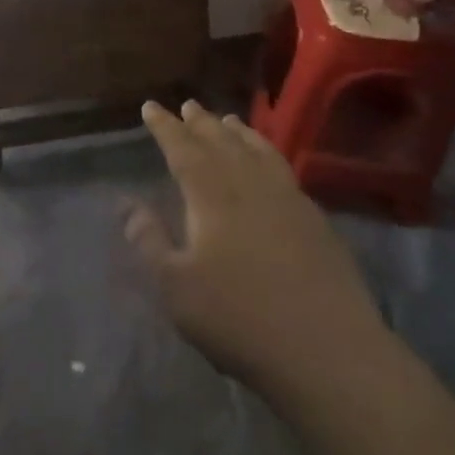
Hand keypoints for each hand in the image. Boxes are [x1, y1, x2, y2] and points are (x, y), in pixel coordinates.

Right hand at [127, 100, 389, 398]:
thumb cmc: (238, 318)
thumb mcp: (176, 286)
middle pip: (221, 142)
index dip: (165, 127)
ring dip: (239, 133)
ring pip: (258, 151)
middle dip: (200, 123)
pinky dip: (269, 154)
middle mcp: (250, 185)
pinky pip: (284, 170)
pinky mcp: (316, 221)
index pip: (182, 149)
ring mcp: (289, 200)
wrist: (327, 350)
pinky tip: (269, 164)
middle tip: (188, 105)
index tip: (151, 106)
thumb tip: (127, 205)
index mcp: (212, 196)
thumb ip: (150, 241)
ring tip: (228, 120)